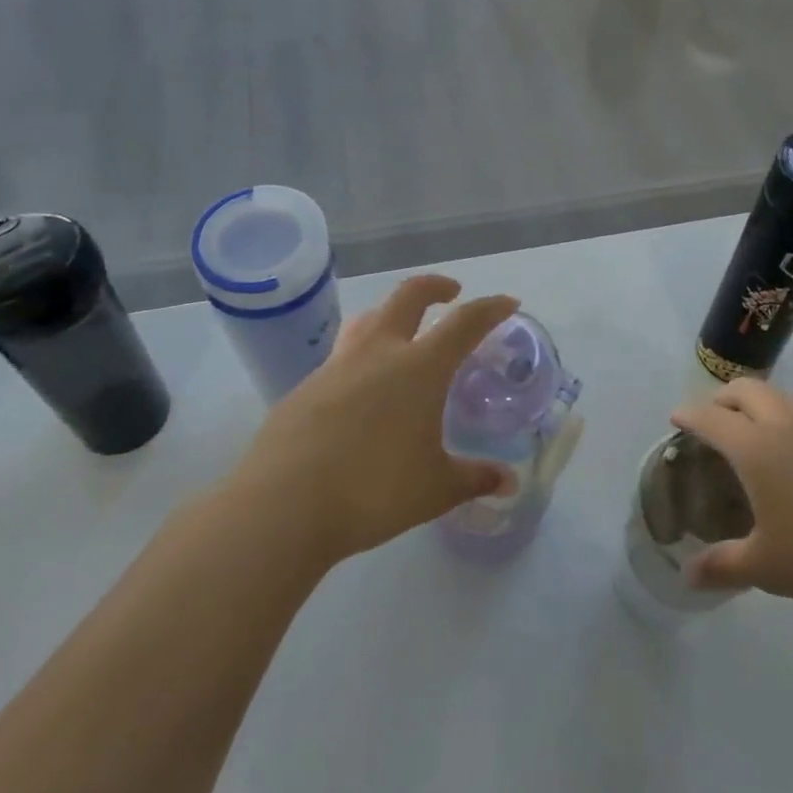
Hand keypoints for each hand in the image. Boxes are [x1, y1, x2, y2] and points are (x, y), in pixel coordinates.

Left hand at [233, 275, 517, 566]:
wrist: (282, 505)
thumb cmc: (373, 490)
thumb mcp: (435, 489)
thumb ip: (474, 479)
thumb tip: (509, 482)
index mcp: (419, 367)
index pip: (464, 322)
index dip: (490, 308)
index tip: (507, 303)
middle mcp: (379, 353)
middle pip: (409, 296)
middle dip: (435, 287)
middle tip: (451, 293)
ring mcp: (336, 366)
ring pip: (368, 320)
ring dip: (391, 314)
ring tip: (401, 332)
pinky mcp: (303, 388)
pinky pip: (340, 358)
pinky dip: (361, 359)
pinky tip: (360, 393)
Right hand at [673, 379, 792, 615]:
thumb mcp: (768, 567)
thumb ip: (723, 566)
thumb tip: (687, 576)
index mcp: (757, 448)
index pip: (711, 418)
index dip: (689, 414)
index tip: (676, 417)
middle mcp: (788, 425)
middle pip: (747, 390)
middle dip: (723, 397)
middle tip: (714, 416)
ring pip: (785, 396)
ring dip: (764, 403)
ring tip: (760, 428)